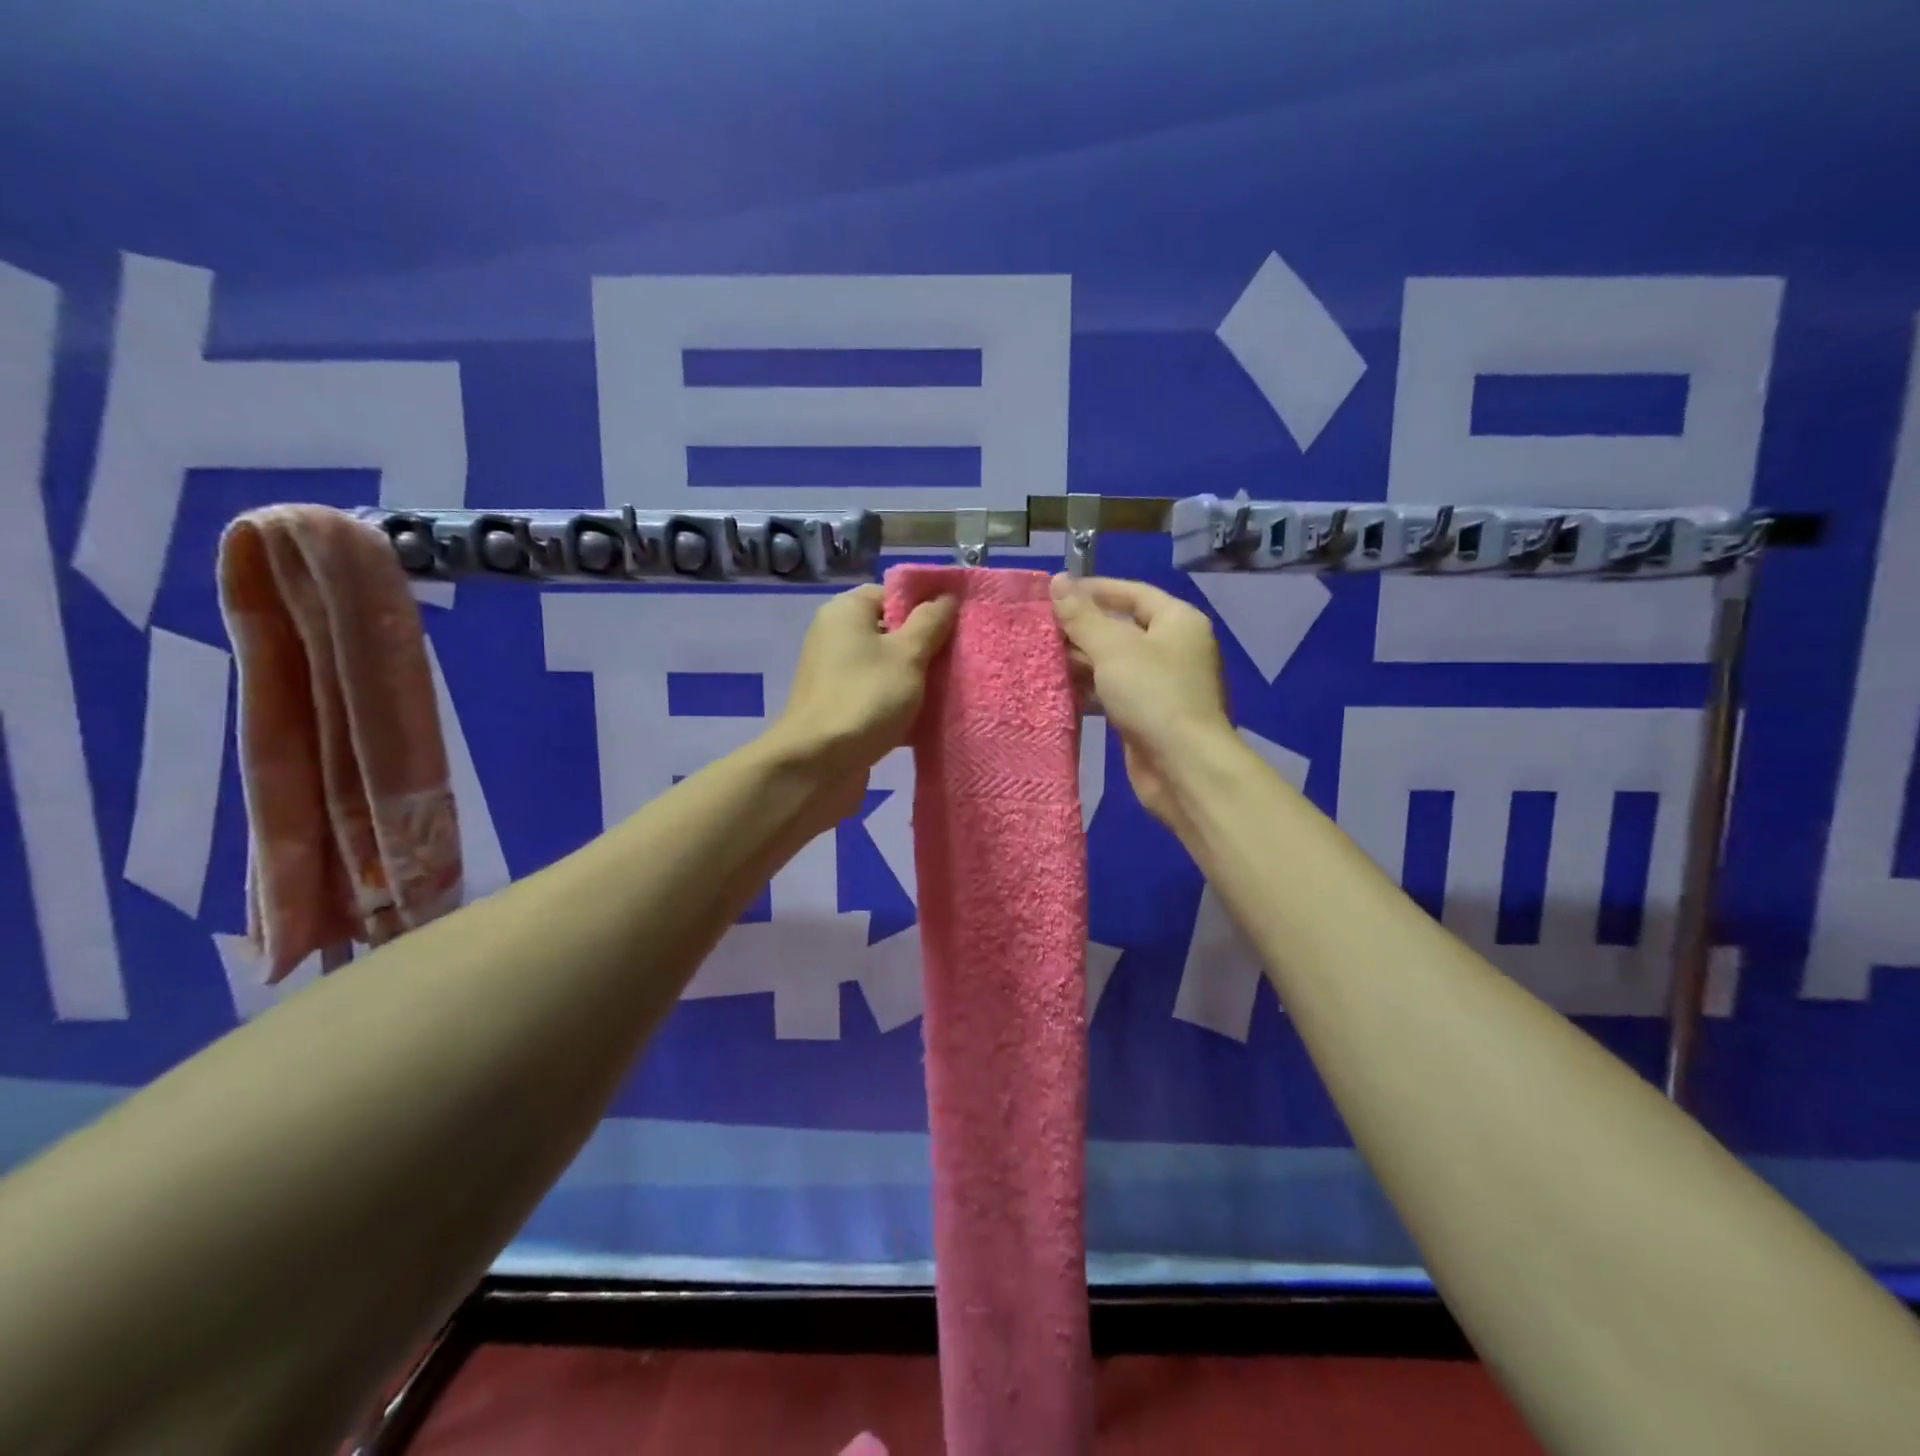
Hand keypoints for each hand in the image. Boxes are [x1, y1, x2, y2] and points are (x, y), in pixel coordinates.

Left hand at [769, 584, 956, 823]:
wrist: (817, 765)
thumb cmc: (865, 698)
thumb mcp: (907, 654)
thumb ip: (930, 623)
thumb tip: (946, 597)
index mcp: (846, 612)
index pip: (893, 595)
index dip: (926, 607)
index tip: (958, 627)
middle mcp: (836, 638)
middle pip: (891, 632)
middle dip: (926, 647)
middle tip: (961, 661)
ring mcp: (836, 676)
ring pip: (888, 668)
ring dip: (917, 680)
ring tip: (952, 690)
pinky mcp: (841, 709)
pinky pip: (879, 697)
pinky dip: (901, 705)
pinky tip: (930, 719)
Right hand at [1050, 574, 1232, 829]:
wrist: (1183, 766)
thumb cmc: (1153, 694)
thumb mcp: (1113, 648)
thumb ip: (1081, 615)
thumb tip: (1057, 579)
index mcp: (1177, 621)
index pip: (1132, 592)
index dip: (1094, 590)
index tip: (1054, 593)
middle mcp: (1174, 648)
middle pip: (1122, 628)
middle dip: (1082, 629)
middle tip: (1039, 629)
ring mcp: (1163, 684)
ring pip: (1115, 663)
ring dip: (1081, 662)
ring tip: (1041, 658)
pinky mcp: (1149, 715)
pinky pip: (1114, 693)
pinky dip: (1090, 690)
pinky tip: (1059, 690)